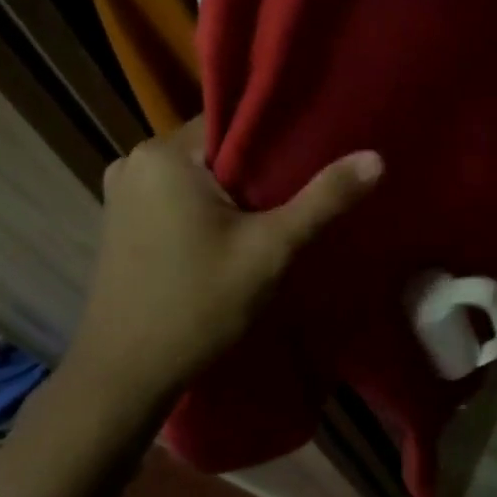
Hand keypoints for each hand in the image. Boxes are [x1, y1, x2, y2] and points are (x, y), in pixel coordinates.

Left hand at [64, 116, 381, 407]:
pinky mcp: (120, 221)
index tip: (315, 153)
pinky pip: (177, 196)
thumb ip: (323, 200)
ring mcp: (122, 192)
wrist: (125, 375)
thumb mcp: (270, 250)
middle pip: (216, 149)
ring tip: (277, 211)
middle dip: (258, 168)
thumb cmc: (198, 304)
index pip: (232, 122)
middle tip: (303, 188)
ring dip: (234, 191)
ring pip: (198, 175)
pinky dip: (208, 207)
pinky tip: (236, 233)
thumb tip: (376, 158)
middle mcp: (135, 161)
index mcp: (164, 155)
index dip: (277, 136)